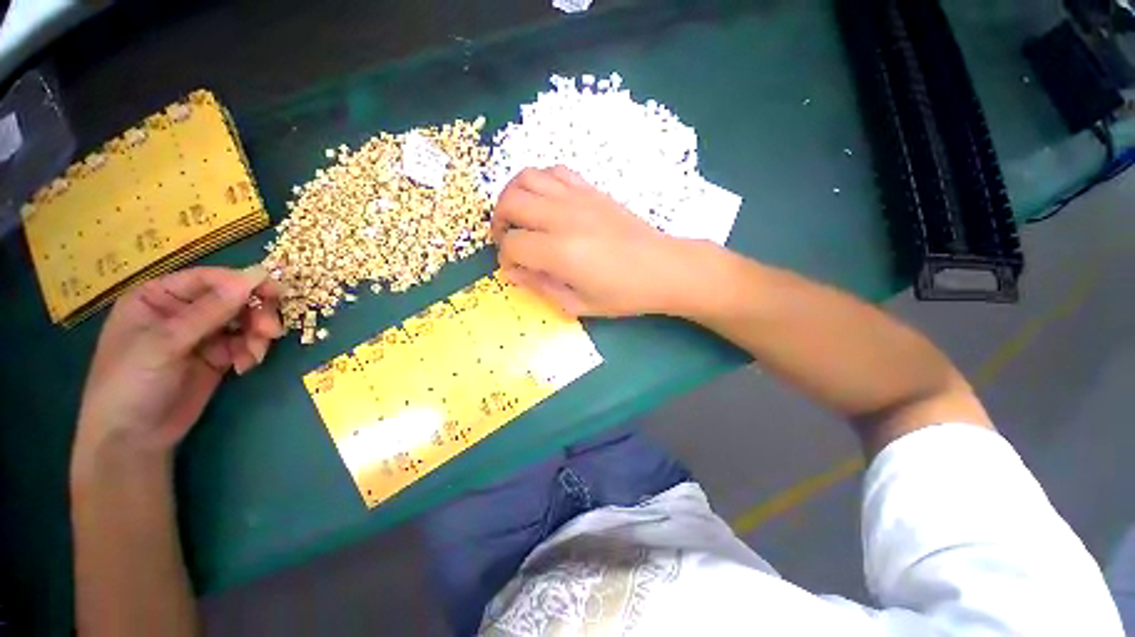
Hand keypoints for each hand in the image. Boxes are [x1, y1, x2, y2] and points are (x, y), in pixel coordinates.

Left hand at [75, 266, 284, 458]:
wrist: (133, 439)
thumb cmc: (132, 383)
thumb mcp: (166, 343)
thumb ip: (210, 310)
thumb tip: (256, 275)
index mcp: (159, 298)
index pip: (209, 279)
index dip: (242, 283)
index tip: (275, 293)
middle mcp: (182, 311)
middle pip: (232, 298)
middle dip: (255, 312)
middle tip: (270, 331)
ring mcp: (201, 335)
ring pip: (244, 321)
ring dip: (257, 334)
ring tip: (255, 354)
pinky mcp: (217, 357)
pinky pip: (245, 343)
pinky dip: (252, 351)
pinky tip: (245, 366)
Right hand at [493, 166, 701, 316]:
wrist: (663, 268)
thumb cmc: (623, 294)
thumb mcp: (578, 304)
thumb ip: (540, 287)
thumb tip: (512, 272)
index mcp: (560, 252)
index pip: (513, 244)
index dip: (505, 258)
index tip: (515, 268)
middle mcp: (563, 218)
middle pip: (510, 203)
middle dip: (499, 222)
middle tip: (508, 240)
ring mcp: (578, 198)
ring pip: (527, 178)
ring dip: (513, 196)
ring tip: (519, 217)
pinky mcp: (591, 189)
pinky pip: (555, 171)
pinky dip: (539, 182)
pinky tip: (544, 202)